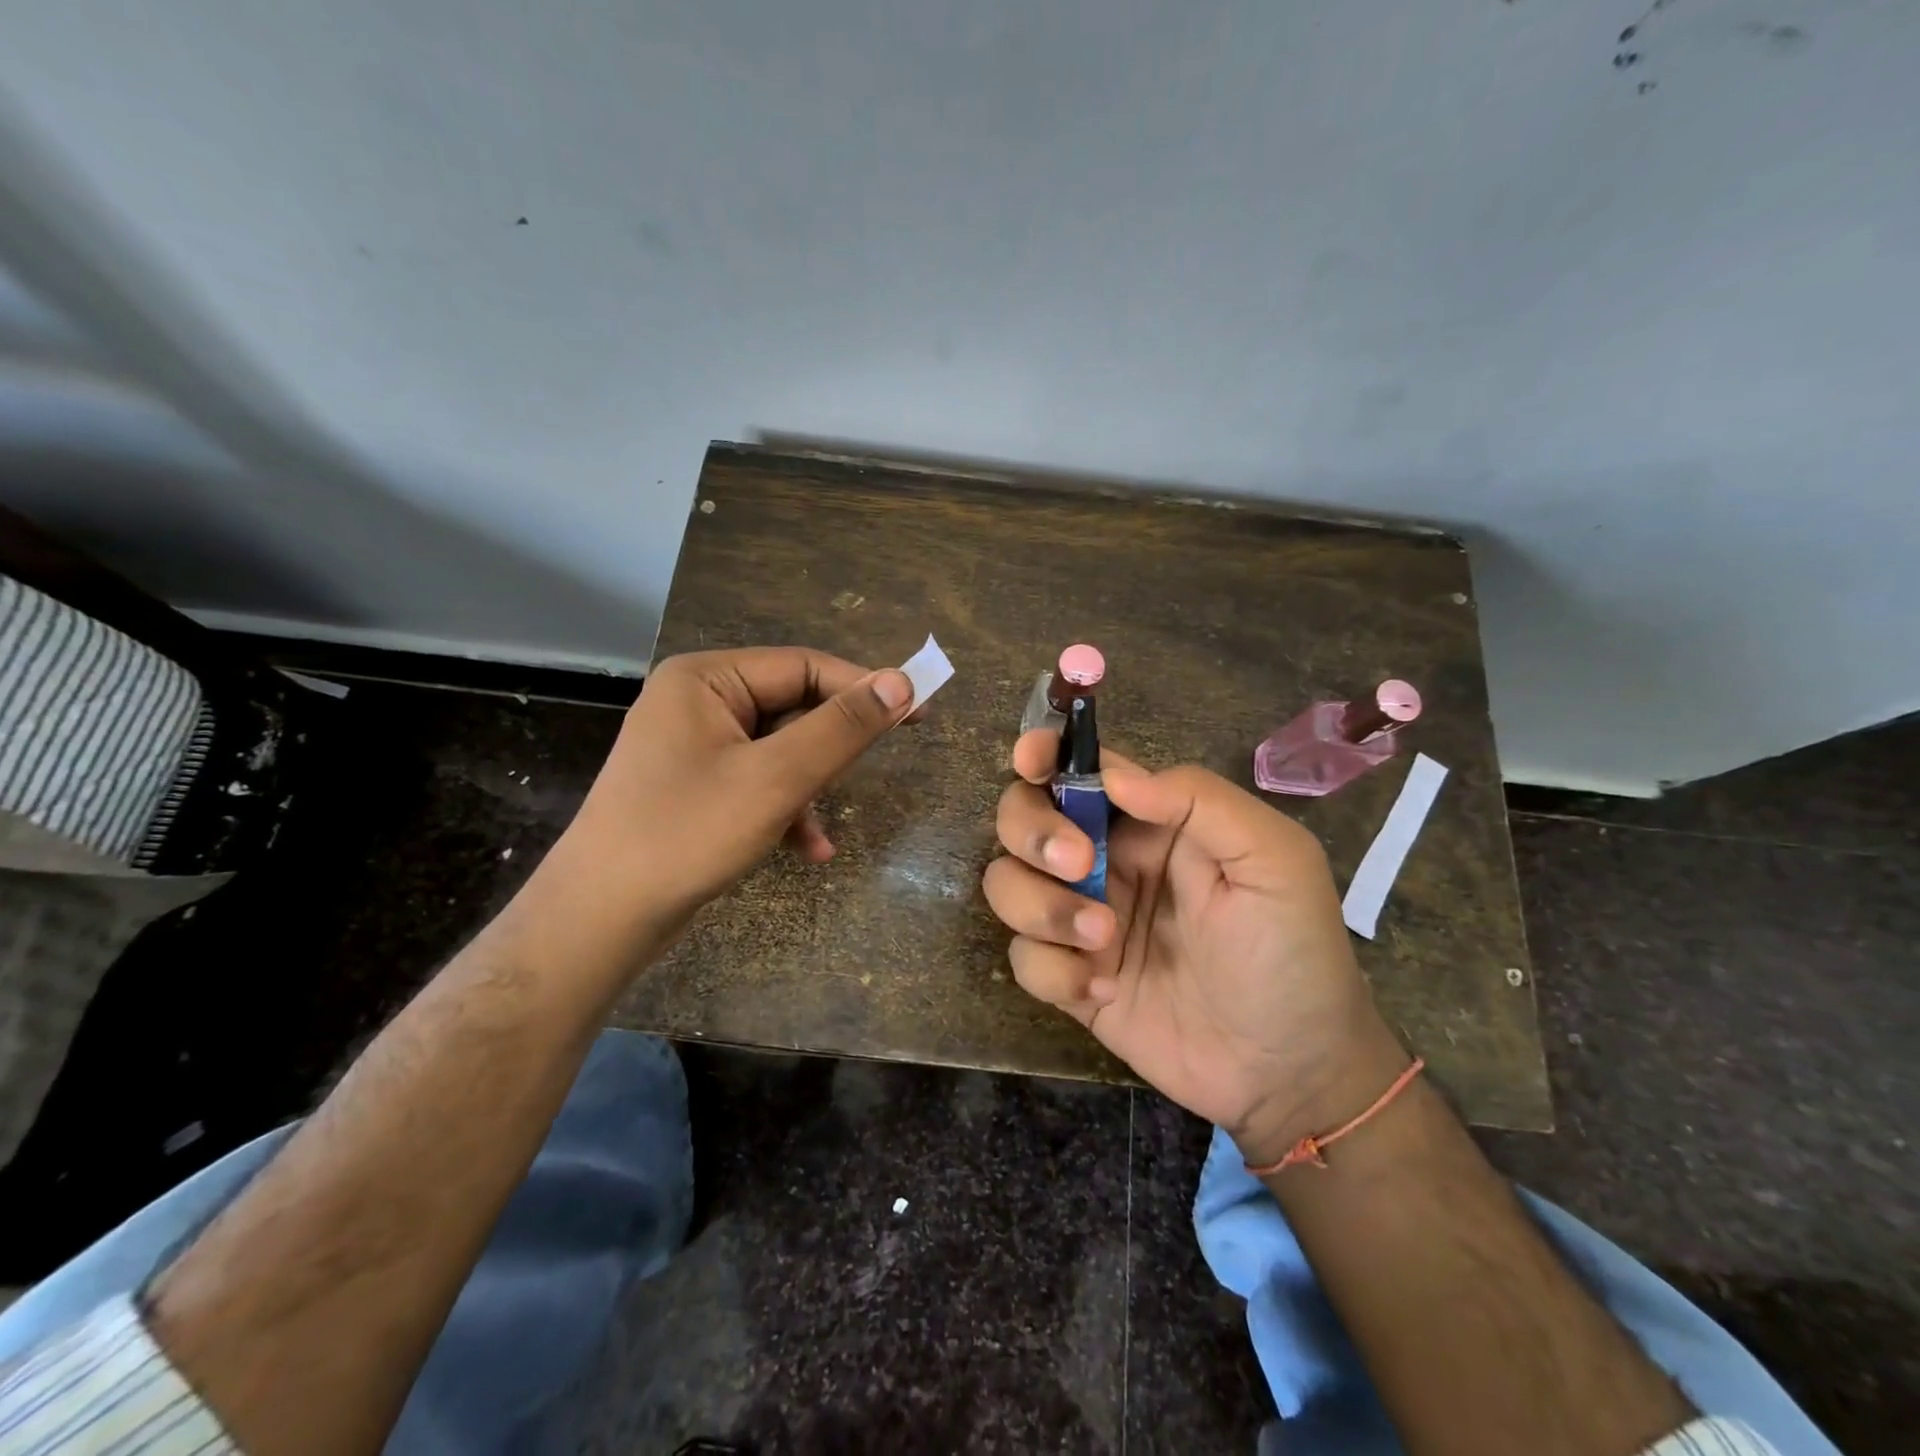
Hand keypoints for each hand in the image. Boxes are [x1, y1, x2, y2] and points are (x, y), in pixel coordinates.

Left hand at [522, 647, 914, 980]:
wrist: (600, 919)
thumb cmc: (686, 834)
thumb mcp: (776, 778)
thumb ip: (842, 727)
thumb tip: (902, 682)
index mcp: (707, 679)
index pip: (804, 667)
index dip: (864, 688)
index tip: (918, 712)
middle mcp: (698, 701)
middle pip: (792, 708)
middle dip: (829, 749)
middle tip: (877, 765)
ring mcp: (693, 746)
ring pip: (779, 751)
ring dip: (810, 788)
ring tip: (821, 832)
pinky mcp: (695, 786)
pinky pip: (758, 782)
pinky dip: (786, 810)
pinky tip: (807, 850)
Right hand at [983, 731, 1405, 1163]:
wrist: (1289, 1072)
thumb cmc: (1291, 952)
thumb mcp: (1273, 860)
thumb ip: (1198, 800)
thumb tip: (1113, 776)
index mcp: (1149, 820)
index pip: (1079, 769)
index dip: (1043, 753)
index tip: (1029, 761)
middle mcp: (1105, 860)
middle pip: (1022, 818)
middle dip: (1034, 833)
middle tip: (1078, 865)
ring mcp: (1081, 918)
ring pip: (1007, 884)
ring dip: (1043, 907)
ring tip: (1105, 940)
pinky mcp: (1068, 977)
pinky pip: (1023, 957)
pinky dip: (1053, 971)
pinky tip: (1105, 990)